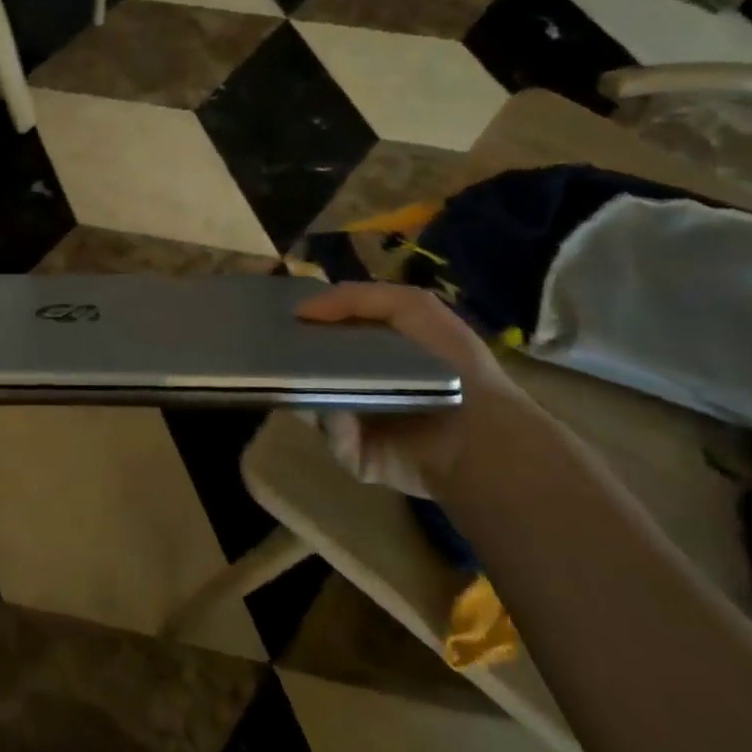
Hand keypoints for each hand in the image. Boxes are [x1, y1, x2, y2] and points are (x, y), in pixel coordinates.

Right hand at [295, 280, 537, 497]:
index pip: (327, 327)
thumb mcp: (412, 306)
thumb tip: (300, 309)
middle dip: (290, 352)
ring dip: (304, 386)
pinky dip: (333, 421)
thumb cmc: (451, 364)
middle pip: (309, 363)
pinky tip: (345, 413)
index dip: (304, 316)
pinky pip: (329, 432)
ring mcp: (354, 419)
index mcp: (376, 348)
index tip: (276, 309)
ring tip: (296, 374)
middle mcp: (360, 381)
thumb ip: (355, 298)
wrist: (480, 436)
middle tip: (271, 342)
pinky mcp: (353, 453)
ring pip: (309, 398)